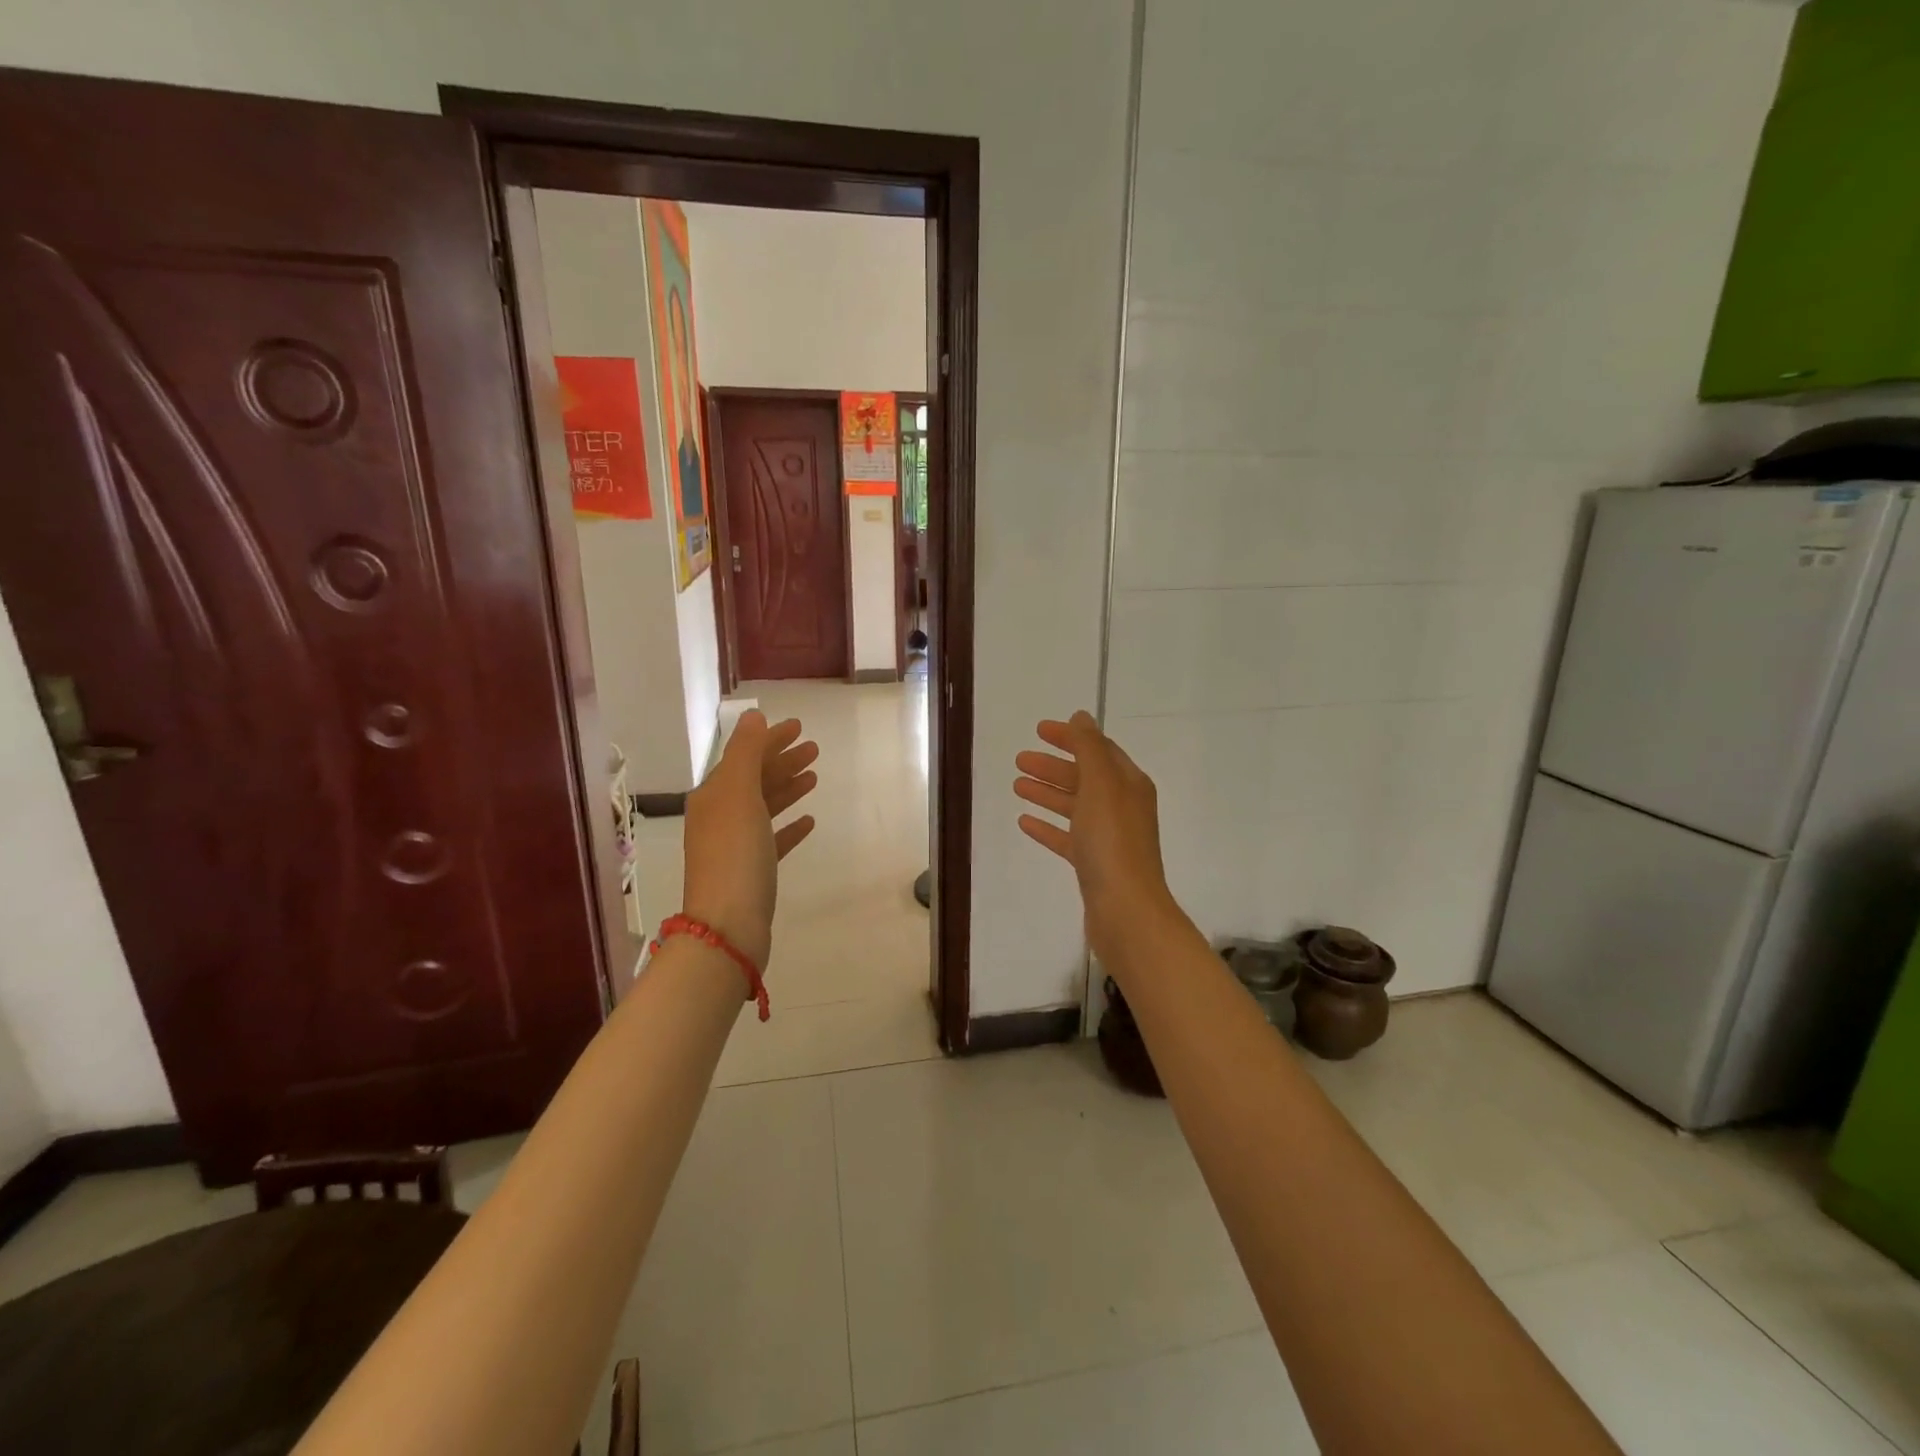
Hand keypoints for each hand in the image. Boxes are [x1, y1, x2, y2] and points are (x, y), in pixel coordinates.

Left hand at [682, 711, 818, 968]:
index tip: (798, 726)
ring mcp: (735, 845)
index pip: (743, 757)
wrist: (728, 925)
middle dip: (782, 761)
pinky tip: (809, 821)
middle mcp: (720, 816)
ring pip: (764, 807)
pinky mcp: (752, 871)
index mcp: (713, 795)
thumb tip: (753, 717)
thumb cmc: (735, 853)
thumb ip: (746, 753)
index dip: (770, 740)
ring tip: (814, 776)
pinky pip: (772, 839)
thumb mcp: (738, 794)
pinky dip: (789, 826)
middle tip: (814, 748)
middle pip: (754, 780)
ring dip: (787, 788)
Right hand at [1014, 711, 1177, 955]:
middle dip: (1052, 766)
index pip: (1098, 750)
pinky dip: (1048, 827)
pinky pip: (1067, 837)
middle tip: (1019, 759)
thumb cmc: (1112, 842)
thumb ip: (1089, 748)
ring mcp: (1108, 838)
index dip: (1071, 737)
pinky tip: (1024, 822)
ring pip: (1074, 806)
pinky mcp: (1094, 865)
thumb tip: (1081, 717)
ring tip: (1016, 785)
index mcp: (1128, 784)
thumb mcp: (1101, 785)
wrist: (1125, 910)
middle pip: (1084, 777)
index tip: (1039, 730)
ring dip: (1047, 793)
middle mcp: (1122, 807)